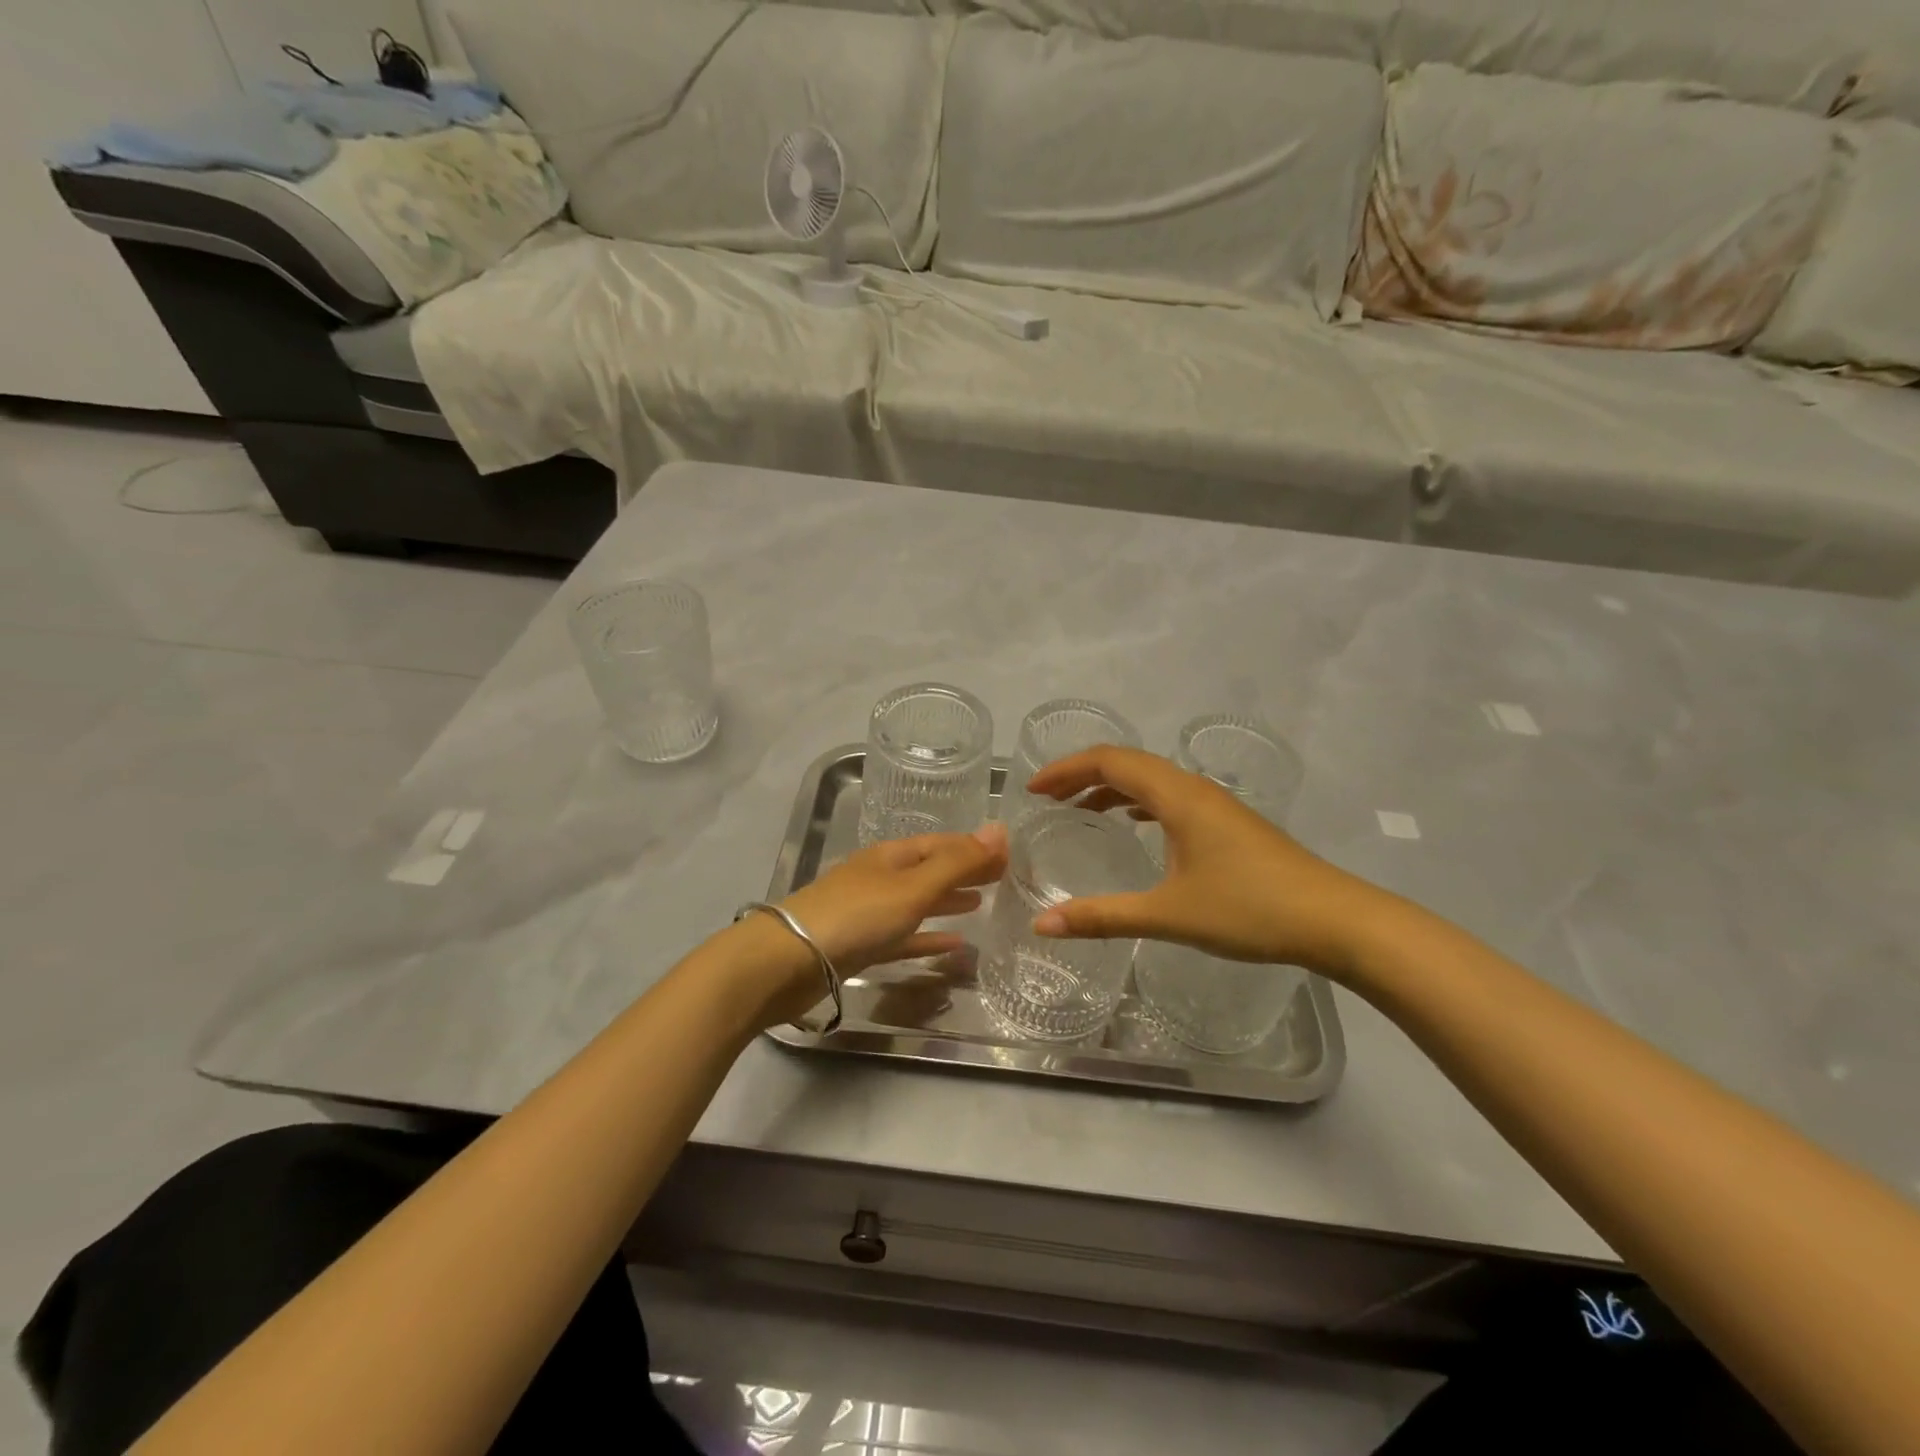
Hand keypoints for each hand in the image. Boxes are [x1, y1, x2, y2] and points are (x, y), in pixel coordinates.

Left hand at [745, 826, 1006, 1023]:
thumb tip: (1000, 829)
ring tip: (981, 904)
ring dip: (947, 902)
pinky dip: (928, 938)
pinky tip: (953, 945)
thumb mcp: (912, 887)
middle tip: (1003, 878)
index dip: (974, 847)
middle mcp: (880, 878)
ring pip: (917, 903)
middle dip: (964, 871)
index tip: (1009, 855)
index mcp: (891, 856)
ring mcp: (868, 913)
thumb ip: (957, 863)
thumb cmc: (856, 916)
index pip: (941, 844)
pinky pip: (904, 937)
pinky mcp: (860, 946)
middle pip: (930, 870)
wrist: (787, 961)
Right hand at [1024, 746, 1384, 977]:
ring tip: (1078, 810)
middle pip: (1127, 763)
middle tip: (1047, 799)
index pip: (1109, 761)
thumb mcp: (1168, 915)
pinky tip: (1133, 826)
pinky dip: (1138, 802)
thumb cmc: (1249, 910)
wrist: (1336, 920)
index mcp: (1177, 796)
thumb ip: (1102, 917)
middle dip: (1082, 775)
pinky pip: (1169, 797)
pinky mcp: (1228, 823)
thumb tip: (1042, 925)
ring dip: (1110, 787)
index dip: (1066, 769)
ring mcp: (1215, 804)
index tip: (1033, 790)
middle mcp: (1194, 788)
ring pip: (1151, 779)